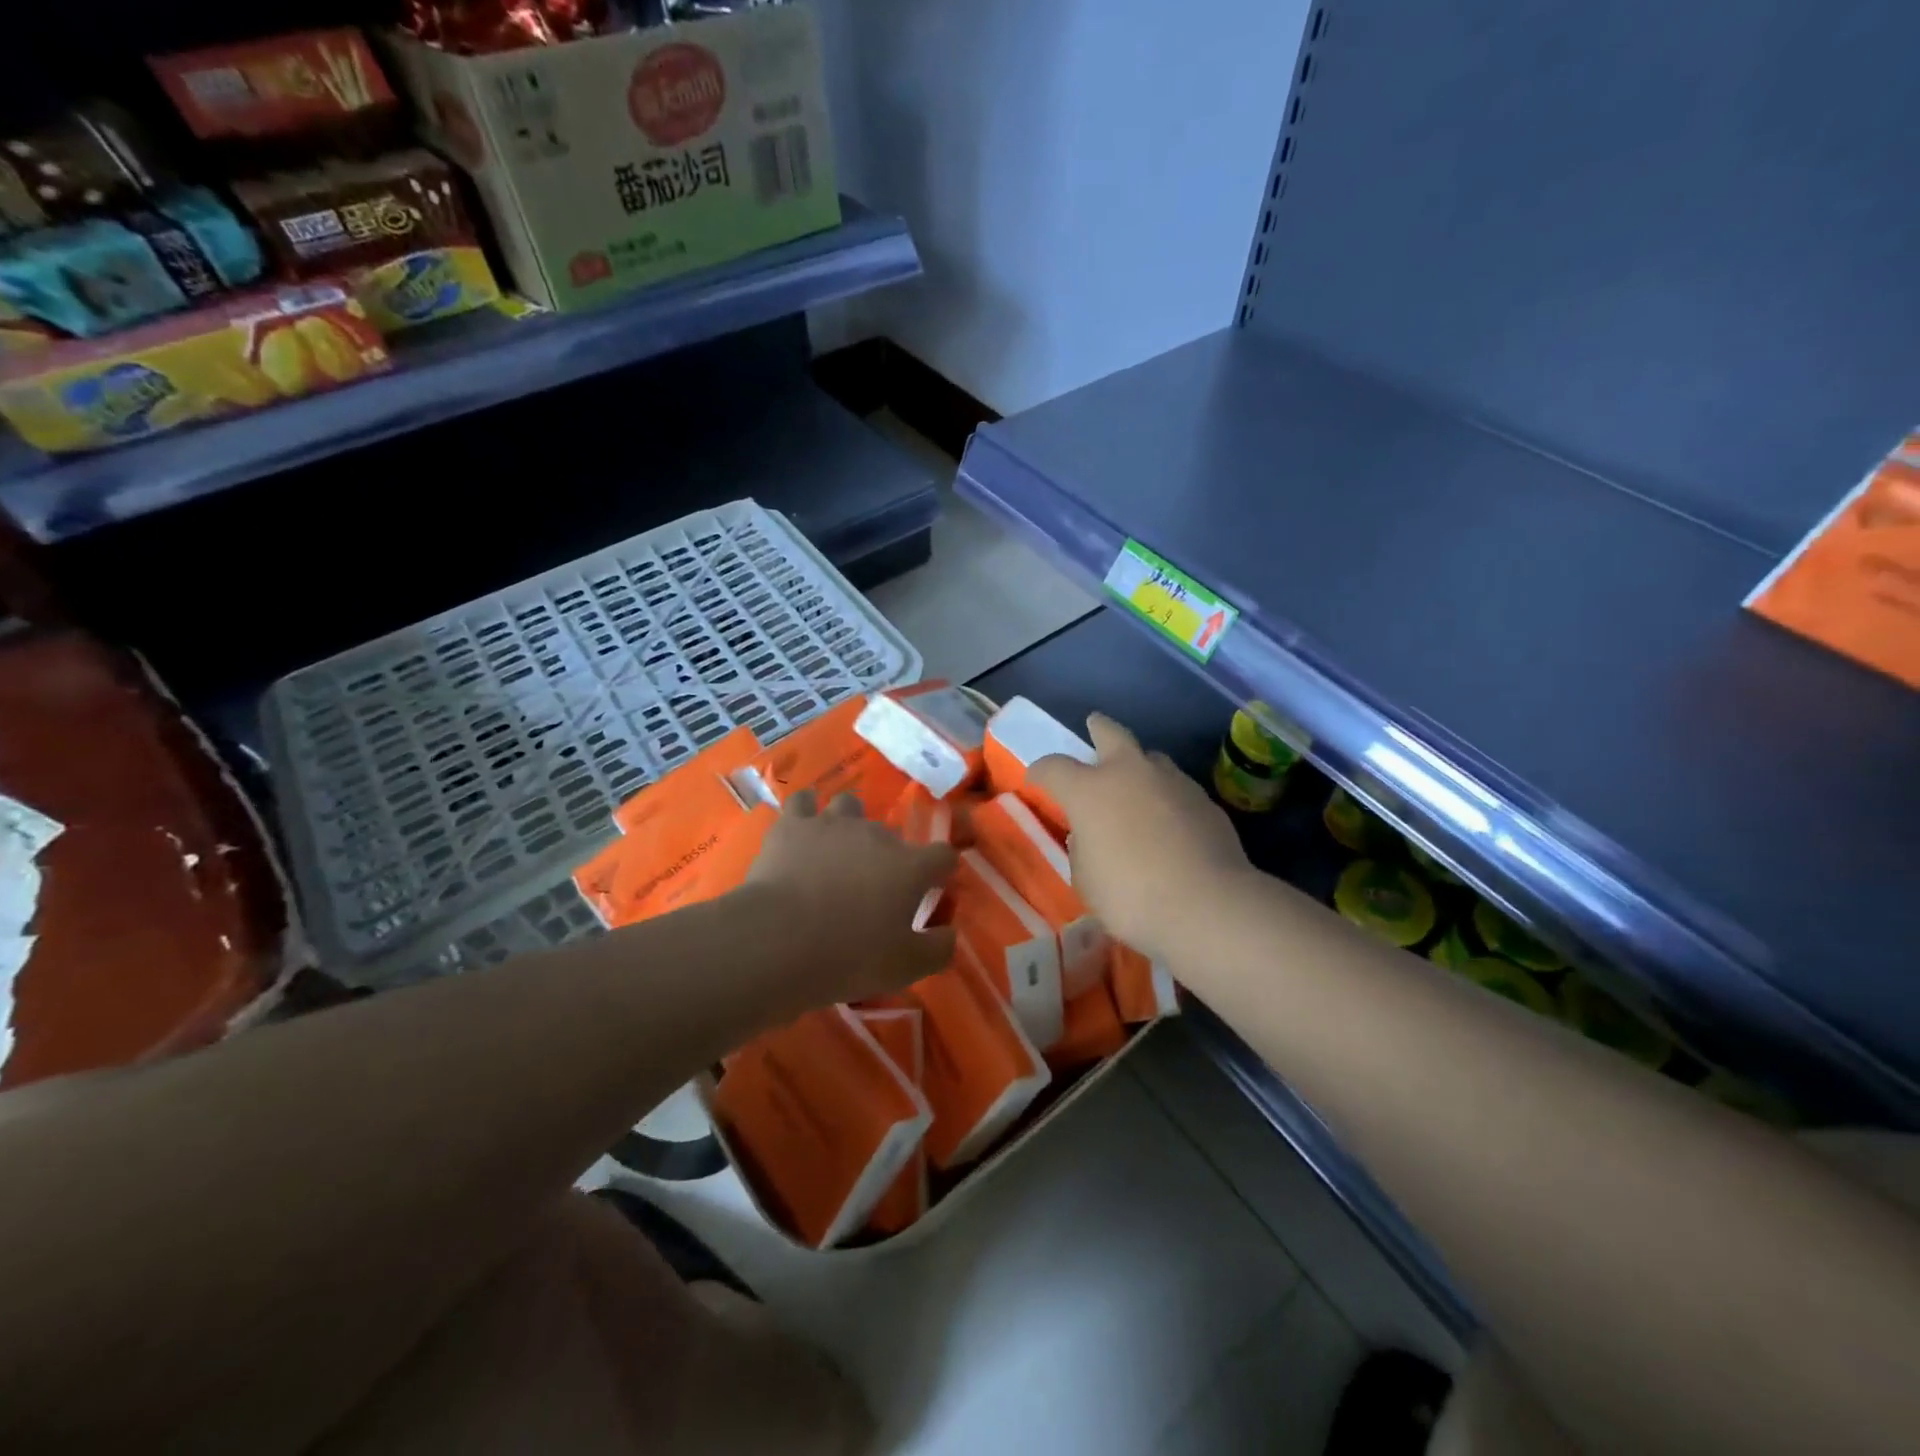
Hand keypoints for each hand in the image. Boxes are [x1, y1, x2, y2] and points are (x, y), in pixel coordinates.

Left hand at [742, 790, 957, 1007]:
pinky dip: (806, 813)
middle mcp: (877, 835)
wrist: (779, 941)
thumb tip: (950, 933)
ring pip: (850, 805)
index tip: (932, 887)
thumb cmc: (849, 956)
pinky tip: (802, 829)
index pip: (943, 855)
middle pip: (893, 835)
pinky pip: (803, 802)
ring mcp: (833, 823)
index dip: (941, 870)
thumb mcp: (905, 967)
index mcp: (910, 867)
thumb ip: (938, 948)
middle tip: (874, 888)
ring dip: (849, 823)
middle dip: (889, 856)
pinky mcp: (793, 825)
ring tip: (838, 849)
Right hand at [1029, 714, 1250, 962]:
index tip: (1035, 779)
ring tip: (1136, 782)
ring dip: (1139, 765)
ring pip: (1151, 758)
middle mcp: (1129, 773)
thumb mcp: (1086, 880)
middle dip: (1099, 728)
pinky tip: (1169, 819)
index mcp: (1089, 791)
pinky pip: (1176, 787)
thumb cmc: (1130, 897)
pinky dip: (1166, 795)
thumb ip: (1082, 849)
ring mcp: (1171, 781)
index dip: (1040, 771)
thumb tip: (1089, 835)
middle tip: (1094, 725)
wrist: (1207, 905)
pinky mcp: (1204, 800)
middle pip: (1111, 733)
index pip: (1053, 767)